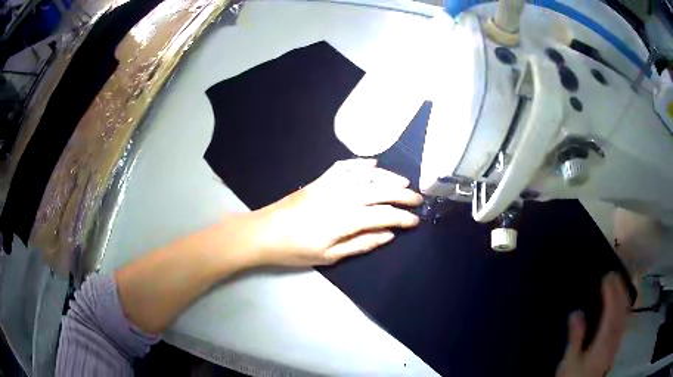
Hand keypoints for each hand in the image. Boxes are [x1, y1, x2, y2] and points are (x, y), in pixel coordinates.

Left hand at [244, 159, 422, 266]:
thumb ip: (362, 243)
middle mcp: (342, 196)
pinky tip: (373, 163)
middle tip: (418, 199)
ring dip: (388, 177)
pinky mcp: (320, 180)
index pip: (384, 214)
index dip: (403, 217)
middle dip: (403, 194)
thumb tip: (389, 235)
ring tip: (404, 182)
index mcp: (346, 219)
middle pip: (380, 191)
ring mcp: (331, 184)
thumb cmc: (297, 250)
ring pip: (366, 175)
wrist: (265, 232)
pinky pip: (345, 166)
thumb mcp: (330, 256)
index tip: (415, 221)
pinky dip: (361, 163)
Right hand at [556, 273, 629, 376]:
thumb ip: (575, 338)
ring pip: (624, 314)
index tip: (607, 277)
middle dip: (619, 290)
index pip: (611, 313)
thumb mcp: (569, 362)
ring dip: (623, 296)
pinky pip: (623, 320)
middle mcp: (614, 340)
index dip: (611, 293)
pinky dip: (624, 307)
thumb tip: (576, 313)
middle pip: (621, 311)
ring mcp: (617, 342)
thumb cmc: (574, 376)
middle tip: (613, 274)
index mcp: (603, 344)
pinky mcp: (616, 344)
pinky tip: (622, 302)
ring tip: (618, 282)